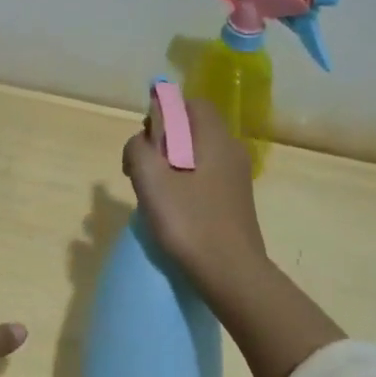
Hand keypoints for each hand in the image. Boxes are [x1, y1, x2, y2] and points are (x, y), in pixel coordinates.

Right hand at [122, 96, 269, 299]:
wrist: (231, 273)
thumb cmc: (188, 221)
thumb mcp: (149, 180)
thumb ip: (138, 148)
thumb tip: (141, 142)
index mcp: (214, 137)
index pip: (192, 104)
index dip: (165, 112)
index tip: (146, 139)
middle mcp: (230, 149)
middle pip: (193, 128)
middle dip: (164, 140)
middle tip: (143, 169)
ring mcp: (237, 176)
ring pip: (198, 153)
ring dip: (172, 163)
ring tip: (154, 192)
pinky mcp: (236, 199)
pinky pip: (206, 175)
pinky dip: (186, 180)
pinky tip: (174, 208)